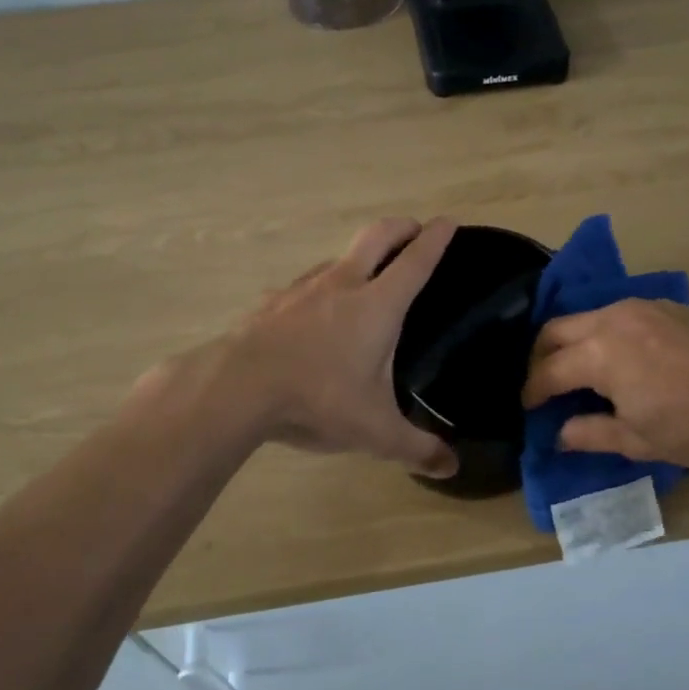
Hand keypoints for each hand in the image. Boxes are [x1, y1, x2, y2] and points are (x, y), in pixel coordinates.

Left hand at [225, 217, 459, 477]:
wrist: (237, 387)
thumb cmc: (318, 399)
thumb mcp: (375, 431)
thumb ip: (416, 448)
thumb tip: (452, 468)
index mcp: (377, 306)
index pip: (415, 261)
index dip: (436, 239)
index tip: (450, 221)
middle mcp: (342, 285)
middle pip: (376, 236)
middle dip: (400, 227)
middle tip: (415, 228)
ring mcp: (302, 289)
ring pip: (337, 258)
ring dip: (359, 256)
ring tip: (366, 274)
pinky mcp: (272, 302)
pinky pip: (304, 285)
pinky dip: (320, 287)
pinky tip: (312, 310)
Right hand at [521, 299, 688, 469]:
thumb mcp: (638, 441)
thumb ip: (589, 433)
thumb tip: (559, 434)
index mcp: (600, 353)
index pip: (548, 371)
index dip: (532, 391)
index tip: (528, 408)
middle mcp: (613, 318)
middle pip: (556, 330)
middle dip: (542, 357)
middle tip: (545, 385)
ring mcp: (643, 307)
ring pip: (589, 317)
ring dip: (574, 341)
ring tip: (581, 371)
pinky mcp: (669, 306)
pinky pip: (620, 314)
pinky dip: (606, 333)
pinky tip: (623, 358)